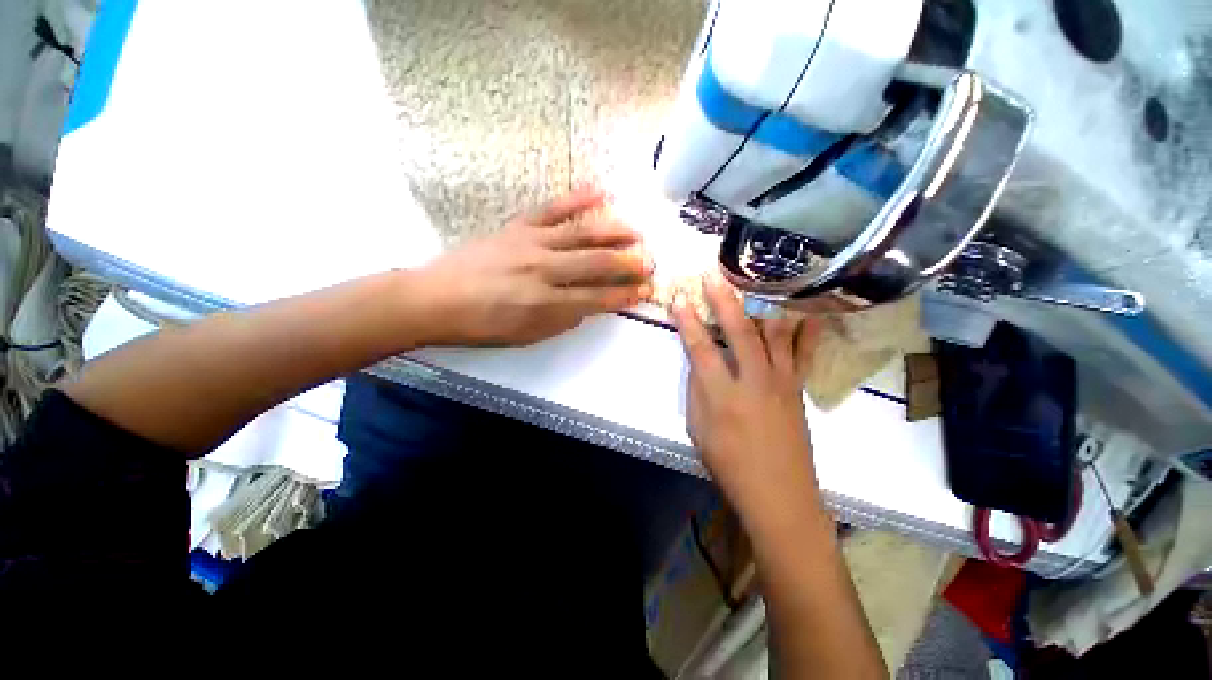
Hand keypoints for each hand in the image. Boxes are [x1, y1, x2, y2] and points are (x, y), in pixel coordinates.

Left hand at [416, 188, 652, 346]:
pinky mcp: (518, 227)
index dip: (623, 295)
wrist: (437, 299)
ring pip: (581, 234)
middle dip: (627, 264)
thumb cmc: (483, 326)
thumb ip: (562, 321)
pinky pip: (552, 209)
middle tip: (650, 262)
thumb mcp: (526, 336)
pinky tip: (601, 192)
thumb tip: (588, 306)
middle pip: (595, 264)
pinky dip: (577, 199)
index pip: (596, 298)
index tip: (643, 291)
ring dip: (613, 232)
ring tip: (637, 232)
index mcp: (546, 304)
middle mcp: (544, 271)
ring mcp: (531, 244)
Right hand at [671, 273, 822, 523]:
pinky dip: (804, 328)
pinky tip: (805, 309)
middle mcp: (752, 380)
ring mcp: (781, 381)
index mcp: (721, 394)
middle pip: (738, 331)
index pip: (699, 348)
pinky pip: (803, 351)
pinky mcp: (797, 387)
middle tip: (713, 275)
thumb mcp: (698, 430)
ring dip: (761, 305)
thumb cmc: (730, 464)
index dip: (687, 322)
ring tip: (758, 280)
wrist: (779, 493)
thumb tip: (700, 363)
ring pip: (773, 334)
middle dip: (724, 300)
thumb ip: (697, 391)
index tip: (680, 300)